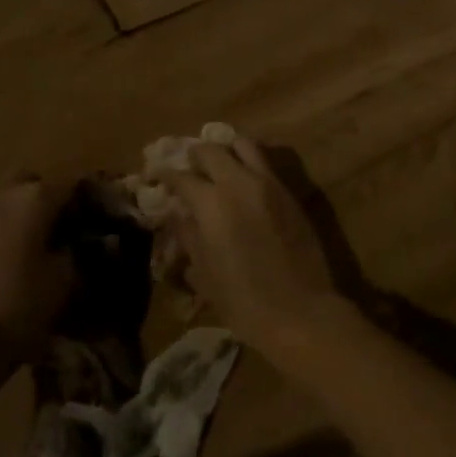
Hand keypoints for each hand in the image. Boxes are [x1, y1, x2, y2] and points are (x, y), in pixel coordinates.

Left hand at [0, 178, 74, 392]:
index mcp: (35, 196)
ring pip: (8, 202)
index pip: (74, 185)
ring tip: (37, 250)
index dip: (90, 203)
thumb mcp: (65, 282)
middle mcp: (2, 192)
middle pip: (35, 186)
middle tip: (65, 233)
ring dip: (23, 217)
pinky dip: (2, 232)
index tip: (101, 225)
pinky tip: (10, 261)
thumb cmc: (17, 308)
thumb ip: (80, 252)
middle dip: (51, 203)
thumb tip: (87, 241)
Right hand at [161, 137, 347, 359]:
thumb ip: (189, 236)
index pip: (181, 177)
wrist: (300, 310)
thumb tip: (178, 215)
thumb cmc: (243, 300)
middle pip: (212, 151)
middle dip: (195, 154)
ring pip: (244, 145)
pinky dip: (249, 161)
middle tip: (187, 164)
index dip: (165, 174)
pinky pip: (265, 163)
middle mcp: (239, 183)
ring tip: (218, 161)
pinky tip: (242, 178)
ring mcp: (269, 183)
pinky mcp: (290, 192)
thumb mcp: (204, 272)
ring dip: (226, 148)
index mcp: (212, 203)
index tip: (155, 174)